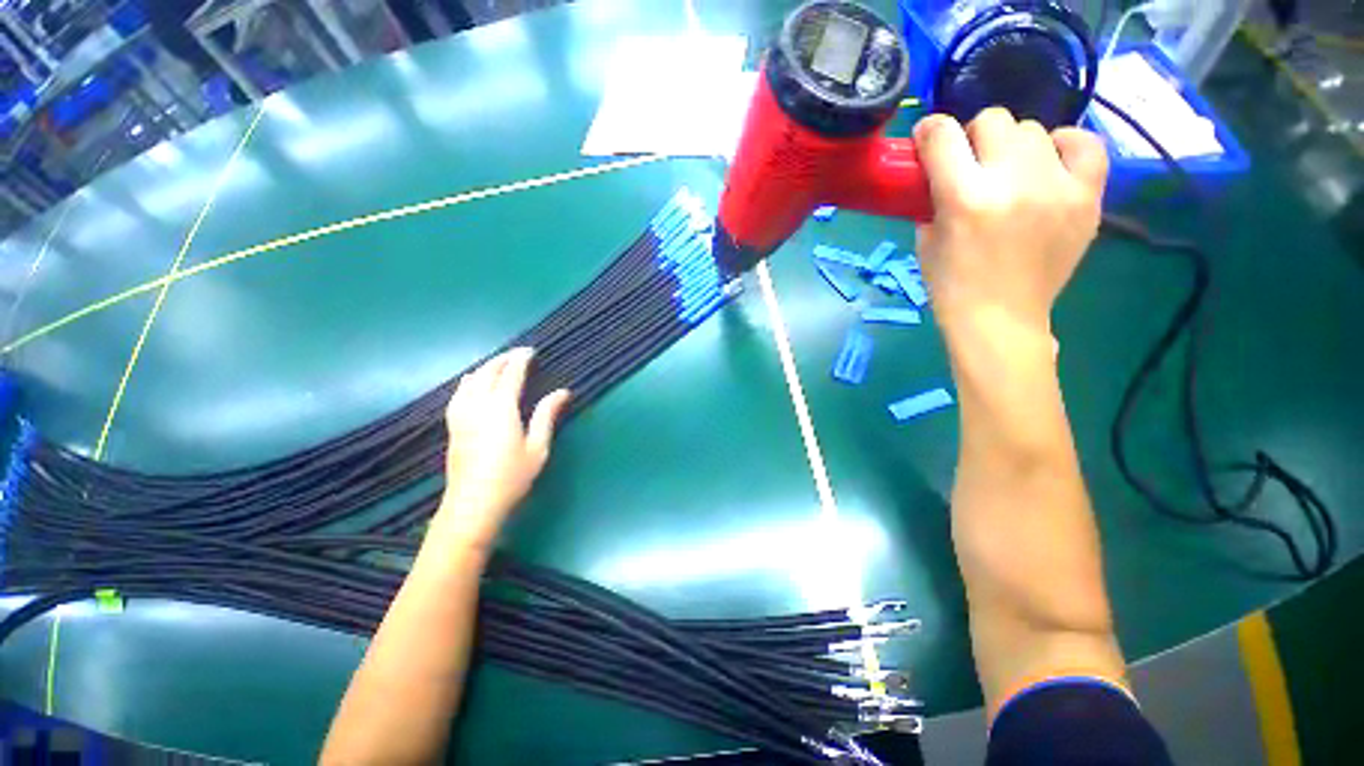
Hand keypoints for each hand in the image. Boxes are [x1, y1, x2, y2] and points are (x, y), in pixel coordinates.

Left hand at [432, 348, 569, 549]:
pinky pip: (458, 394)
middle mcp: (477, 406)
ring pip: (469, 381)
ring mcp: (461, 416)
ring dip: (484, 367)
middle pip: (487, 373)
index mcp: (501, 409)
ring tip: (497, 363)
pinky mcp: (453, 427)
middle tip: (518, 354)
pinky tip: (470, 382)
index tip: (530, 350)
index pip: (510, 375)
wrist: (473, 505)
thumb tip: (562, 391)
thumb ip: (547, 415)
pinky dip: (467, 382)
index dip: (520, 360)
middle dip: (502, 359)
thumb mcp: (538, 447)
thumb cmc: (512, 477)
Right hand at [914, 109, 1107, 343]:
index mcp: (964, 198)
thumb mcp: (925, 243)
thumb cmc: (952, 287)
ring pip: (1034, 130)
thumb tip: (937, 172)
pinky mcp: (1087, 197)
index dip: (930, 131)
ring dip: (1013, 146)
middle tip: (971, 161)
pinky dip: (1064, 146)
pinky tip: (1050, 164)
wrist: (1001, 320)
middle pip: (994, 120)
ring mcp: (1056, 187)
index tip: (927, 139)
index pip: (944, 135)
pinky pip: (1084, 145)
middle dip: (974, 136)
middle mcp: (1012, 182)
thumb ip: (932, 200)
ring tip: (1010, 171)